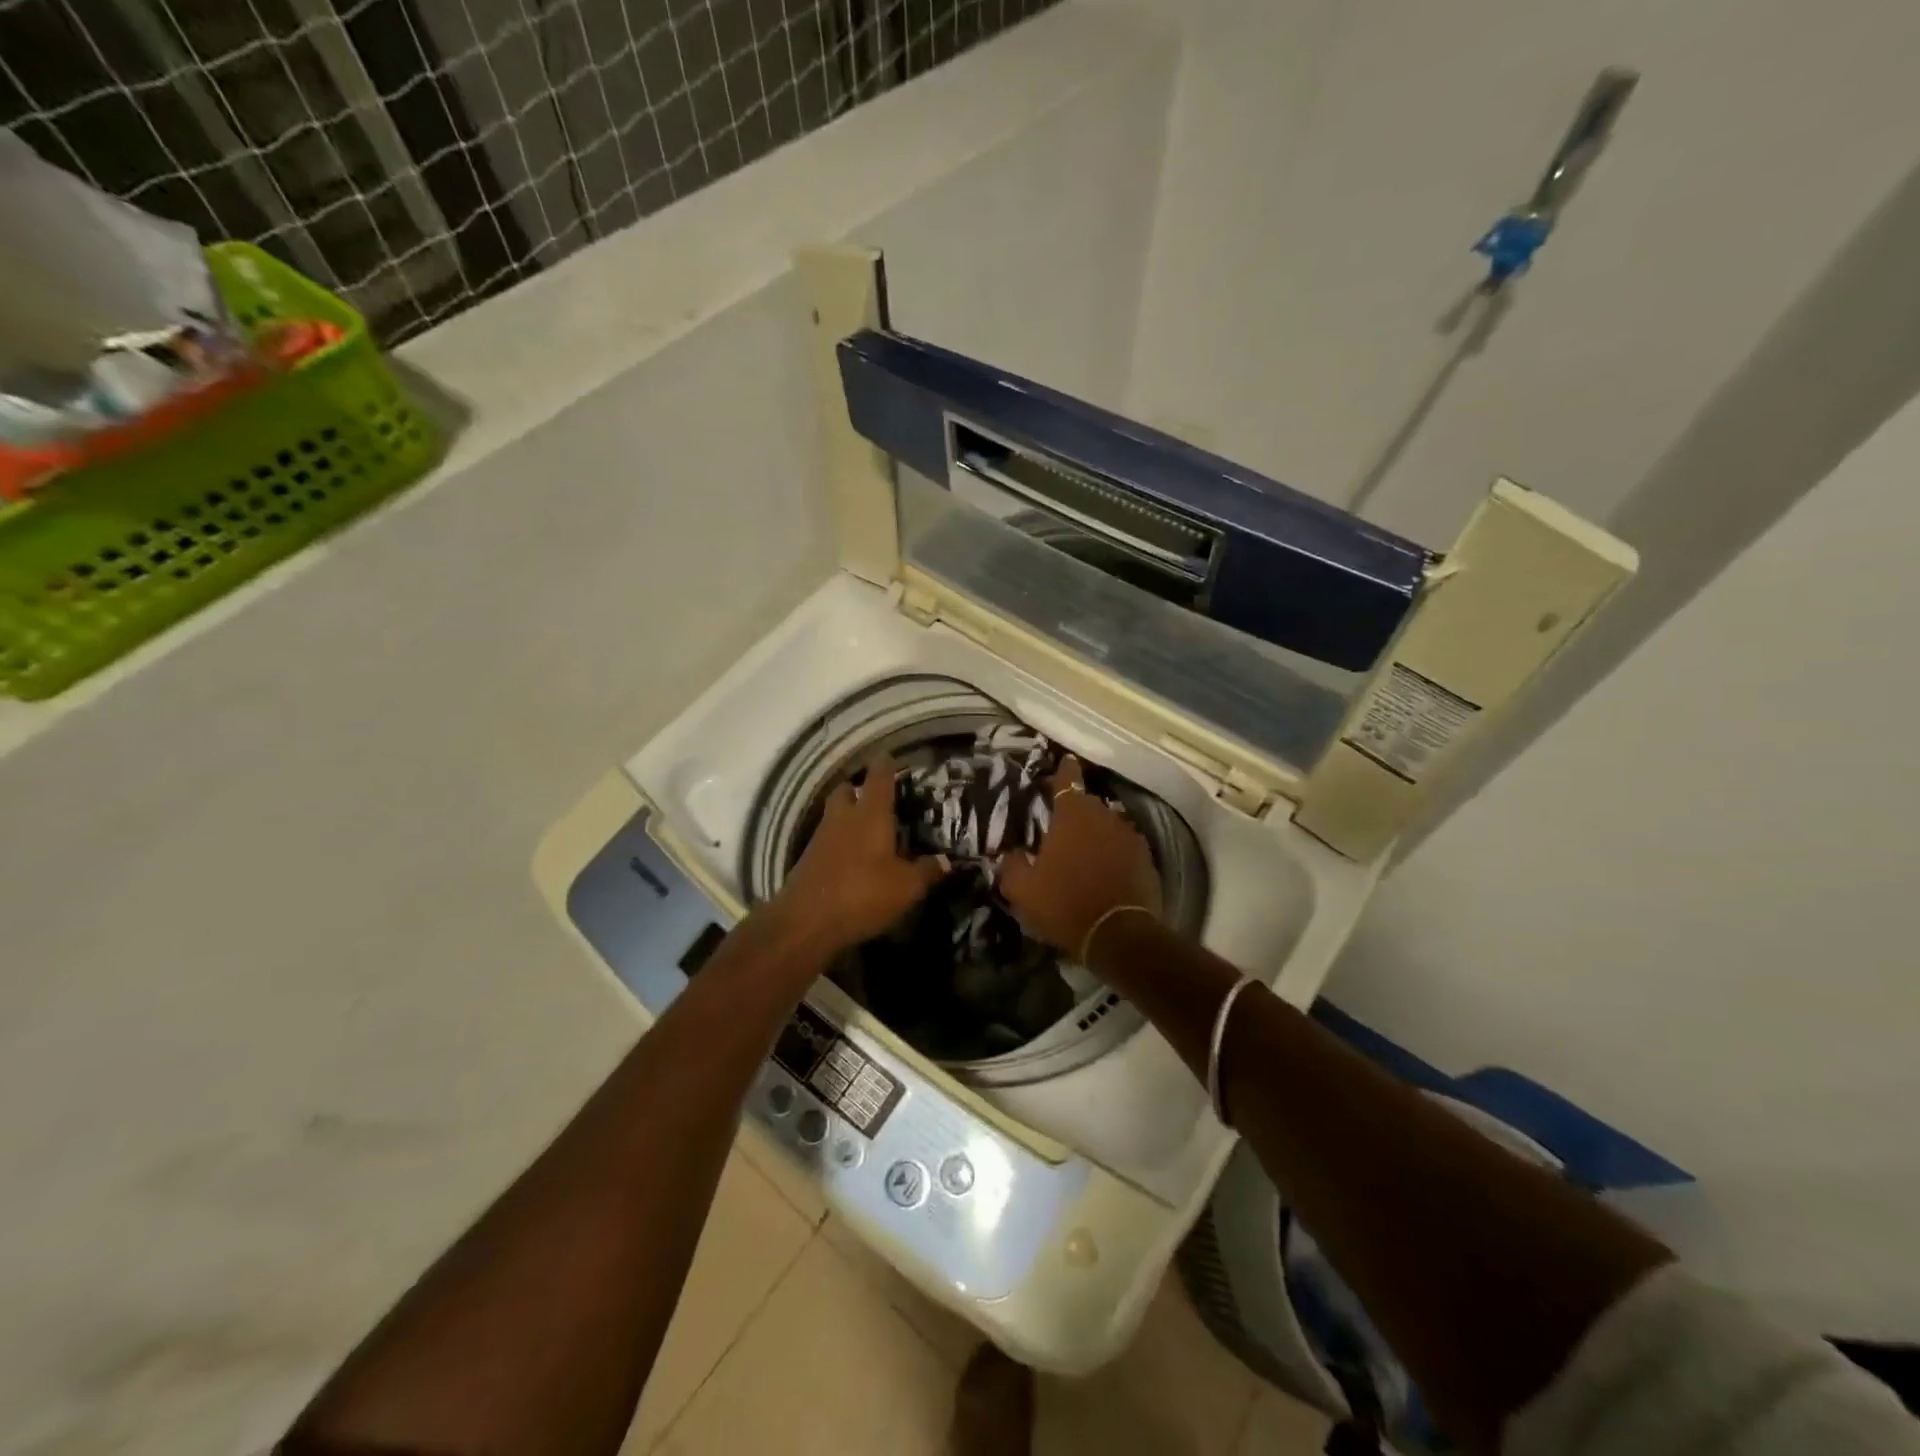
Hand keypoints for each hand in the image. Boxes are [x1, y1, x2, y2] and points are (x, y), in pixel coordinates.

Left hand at [773, 751, 948, 954]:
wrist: (805, 922)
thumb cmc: (862, 894)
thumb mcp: (906, 887)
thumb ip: (927, 871)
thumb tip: (945, 861)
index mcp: (870, 814)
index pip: (879, 777)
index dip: (886, 765)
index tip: (890, 756)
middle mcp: (843, 818)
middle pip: (848, 790)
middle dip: (860, 789)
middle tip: (876, 797)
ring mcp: (821, 838)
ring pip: (834, 814)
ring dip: (847, 816)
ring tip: (868, 829)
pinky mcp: (808, 860)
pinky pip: (827, 840)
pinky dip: (839, 842)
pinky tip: (852, 858)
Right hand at [999, 755, 1161, 958]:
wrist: (1119, 935)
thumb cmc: (1065, 903)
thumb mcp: (1023, 888)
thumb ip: (1013, 864)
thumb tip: (1012, 854)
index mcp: (1074, 815)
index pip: (1068, 780)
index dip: (1063, 771)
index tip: (1064, 763)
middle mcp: (1105, 817)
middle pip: (1088, 804)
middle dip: (1076, 811)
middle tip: (1061, 825)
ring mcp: (1130, 837)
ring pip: (1108, 827)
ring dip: (1096, 834)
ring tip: (1083, 852)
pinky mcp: (1147, 860)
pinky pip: (1124, 849)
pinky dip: (1113, 855)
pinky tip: (1104, 872)